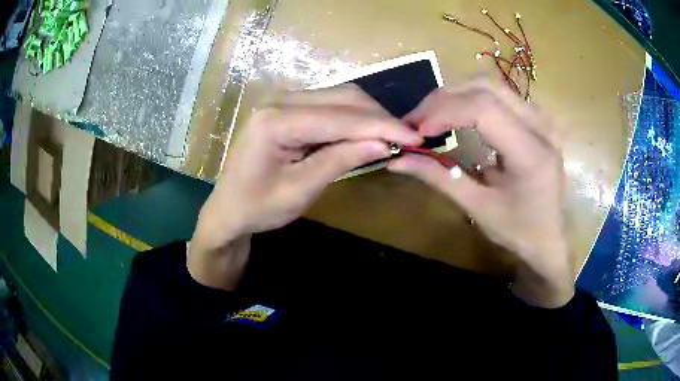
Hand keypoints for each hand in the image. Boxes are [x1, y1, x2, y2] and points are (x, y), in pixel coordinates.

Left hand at [189, 85, 422, 289]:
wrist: (228, 208)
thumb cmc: (258, 207)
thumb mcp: (300, 191)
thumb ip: (340, 161)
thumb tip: (384, 143)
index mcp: (276, 121)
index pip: (340, 117)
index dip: (381, 126)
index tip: (415, 137)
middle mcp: (280, 101)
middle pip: (343, 98)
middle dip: (379, 118)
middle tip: (408, 139)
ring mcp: (284, 101)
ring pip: (340, 97)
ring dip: (369, 116)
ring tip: (394, 136)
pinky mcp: (289, 108)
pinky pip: (330, 105)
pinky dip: (354, 118)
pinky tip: (369, 132)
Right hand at [387, 80, 573, 307]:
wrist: (548, 236)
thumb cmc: (517, 230)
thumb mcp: (478, 208)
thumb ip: (439, 178)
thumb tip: (396, 160)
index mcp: (531, 153)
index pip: (484, 110)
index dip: (444, 112)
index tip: (416, 131)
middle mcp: (541, 126)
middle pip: (486, 88)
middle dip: (444, 99)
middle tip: (417, 120)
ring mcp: (541, 118)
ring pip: (491, 85)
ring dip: (456, 95)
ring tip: (431, 116)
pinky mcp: (536, 119)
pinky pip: (499, 94)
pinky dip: (471, 98)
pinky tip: (456, 114)